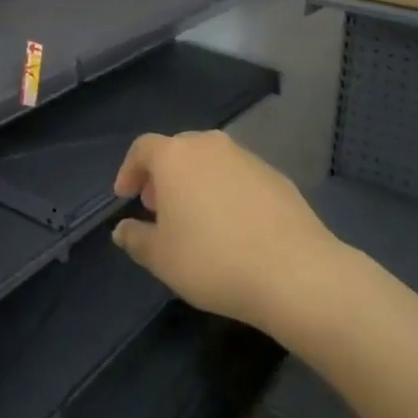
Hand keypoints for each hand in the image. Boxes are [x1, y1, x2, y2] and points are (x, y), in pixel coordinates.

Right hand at [110, 130, 339, 329]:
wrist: (296, 273)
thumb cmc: (214, 260)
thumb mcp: (162, 258)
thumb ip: (135, 239)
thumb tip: (121, 229)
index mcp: (175, 156)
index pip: (142, 148)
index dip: (129, 170)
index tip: (126, 197)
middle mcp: (209, 145)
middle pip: (177, 150)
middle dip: (163, 176)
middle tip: (158, 208)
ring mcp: (246, 157)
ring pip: (210, 162)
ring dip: (196, 182)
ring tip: (196, 219)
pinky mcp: (276, 176)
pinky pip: (238, 177)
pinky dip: (226, 192)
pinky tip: (233, 227)